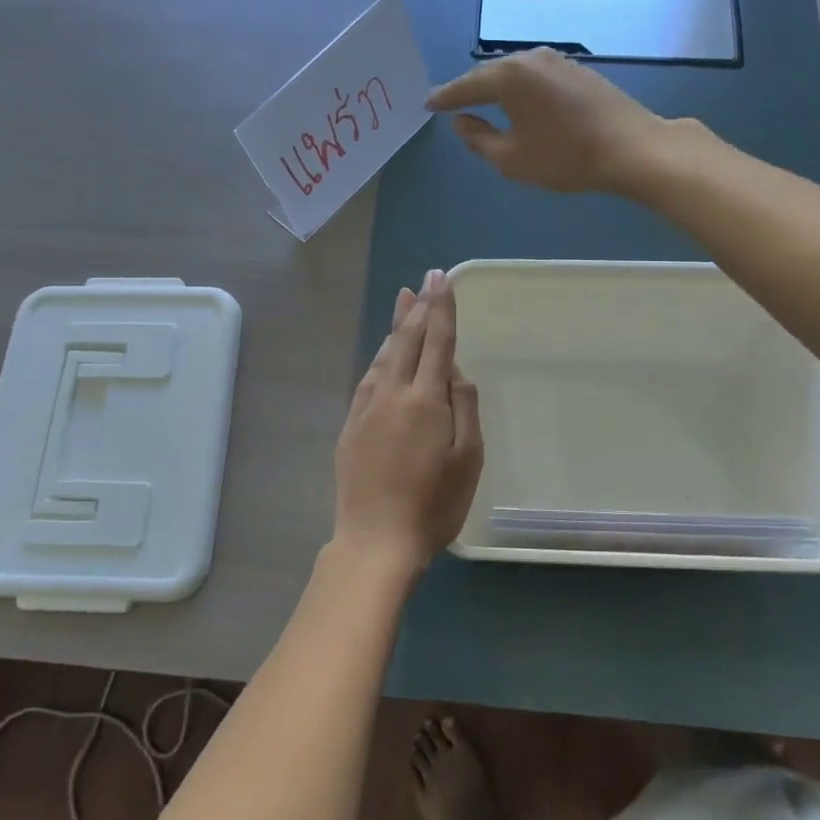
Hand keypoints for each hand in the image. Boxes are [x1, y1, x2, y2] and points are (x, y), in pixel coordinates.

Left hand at [333, 270, 483, 570]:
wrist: (376, 539)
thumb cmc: (433, 505)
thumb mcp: (468, 459)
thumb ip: (464, 409)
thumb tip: (456, 373)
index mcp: (426, 400)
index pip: (437, 343)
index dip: (441, 309)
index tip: (442, 280)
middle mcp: (393, 394)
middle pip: (407, 341)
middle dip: (419, 308)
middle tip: (425, 281)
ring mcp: (366, 409)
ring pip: (384, 357)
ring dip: (396, 327)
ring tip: (403, 301)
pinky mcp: (351, 426)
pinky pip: (367, 379)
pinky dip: (378, 358)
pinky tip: (382, 353)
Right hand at [426, 47, 668, 194]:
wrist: (631, 148)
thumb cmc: (564, 157)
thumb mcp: (510, 159)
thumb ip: (478, 139)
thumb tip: (461, 122)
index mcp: (509, 76)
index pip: (466, 86)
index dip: (445, 97)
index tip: (428, 103)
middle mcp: (530, 58)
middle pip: (490, 73)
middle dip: (470, 89)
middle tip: (450, 102)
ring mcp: (557, 60)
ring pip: (515, 72)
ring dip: (496, 87)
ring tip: (481, 102)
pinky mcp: (577, 69)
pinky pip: (535, 75)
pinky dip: (520, 88)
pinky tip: (519, 102)